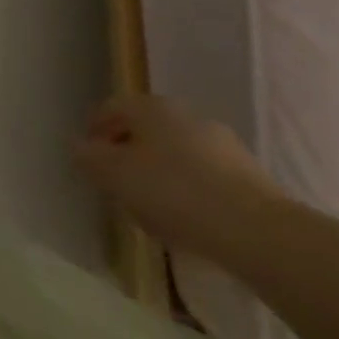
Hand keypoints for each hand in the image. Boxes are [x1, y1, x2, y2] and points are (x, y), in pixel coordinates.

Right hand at [72, 95, 286, 263]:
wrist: (259, 232)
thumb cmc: (175, 193)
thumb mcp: (116, 176)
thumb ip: (89, 159)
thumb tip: (78, 147)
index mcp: (150, 106)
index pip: (111, 108)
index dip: (94, 131)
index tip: (88, 161)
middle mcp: (185, 114)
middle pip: (145, 129)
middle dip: (129, 153)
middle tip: (118, 185)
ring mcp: (221, 143)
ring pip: (177, 153)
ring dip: (161, 173)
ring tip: (154, 210)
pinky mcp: (250, 176)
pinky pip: (206, 177)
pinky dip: (191, 191)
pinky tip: (190, 221)